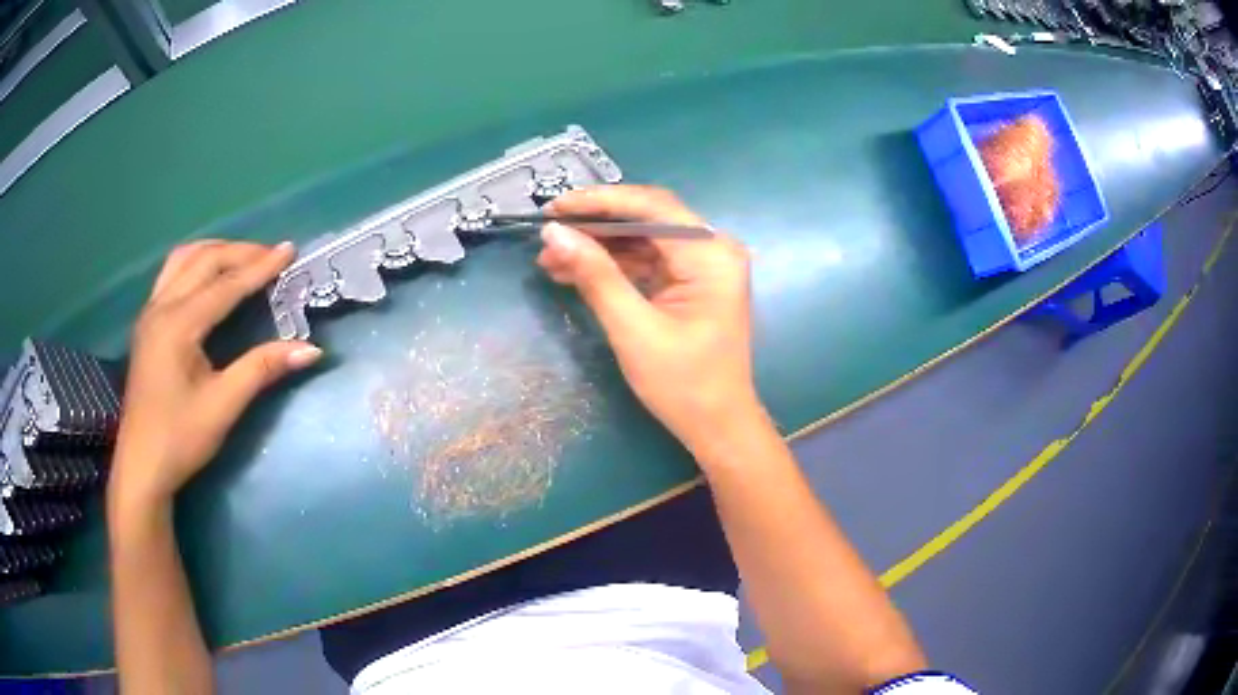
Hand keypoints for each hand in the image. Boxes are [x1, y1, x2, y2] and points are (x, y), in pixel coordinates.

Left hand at [110, 241, 321, 508]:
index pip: (225, 285)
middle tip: (272, 255)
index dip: (260, 267)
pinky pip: (172, 274)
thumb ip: (262, 369)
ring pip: (183, 260)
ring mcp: (150, 313)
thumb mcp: (223, 406)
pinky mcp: (146, 324)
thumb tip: (310, 349)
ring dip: (215, 252)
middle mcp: (161, 307)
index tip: (289, 249)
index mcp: (179, 325)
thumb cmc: (180, 439)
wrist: (142, 466)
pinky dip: (196, 264)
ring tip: (242, 258)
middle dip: (240, 252)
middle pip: (204, 261)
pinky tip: (208, 277)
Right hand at [537, 186, 759, 456]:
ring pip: (643, 239)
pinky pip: (647, 261)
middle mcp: (713, 249)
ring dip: (598, 247)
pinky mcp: (691, 282)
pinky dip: (612, 266)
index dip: (599, 202)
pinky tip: (574, 272)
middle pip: (647, 218)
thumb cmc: (683, 384)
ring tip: (550, 258)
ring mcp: (703, 266)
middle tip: (548, 231)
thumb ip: (595, 276)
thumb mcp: (633, 330)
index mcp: (711, 254)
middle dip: (595, 224)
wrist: (718, 426)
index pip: (652, 207)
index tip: (554, 208)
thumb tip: (554, 234)